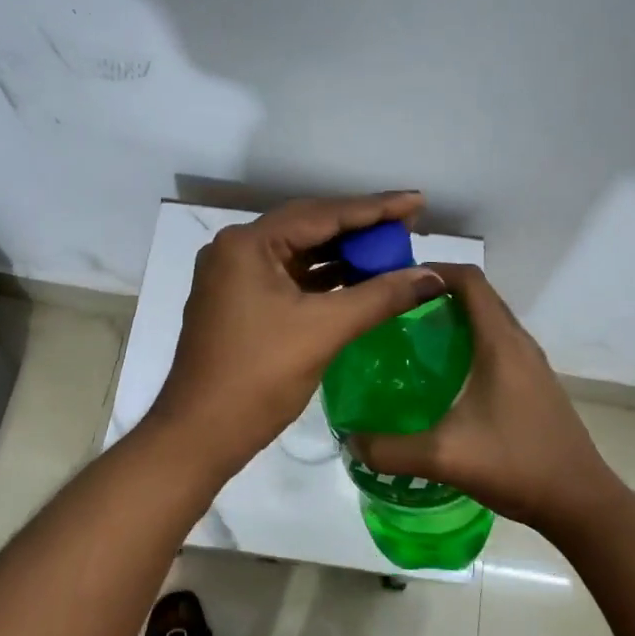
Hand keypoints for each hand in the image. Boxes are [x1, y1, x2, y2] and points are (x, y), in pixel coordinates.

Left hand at [149, 194, 448, 477]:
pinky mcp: (239, 302)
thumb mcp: (324, 330)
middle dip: (361, 228)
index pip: (322, 213)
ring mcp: (234, 276)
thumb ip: (381, 296)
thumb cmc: (258, 377)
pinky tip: (359, 280)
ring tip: (392, 252)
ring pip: (300, 254)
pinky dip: (324, 279)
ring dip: (344, 254)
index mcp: (248, 244)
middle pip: (310, 227)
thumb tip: (434, 276)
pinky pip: (290, 278)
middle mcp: (236, 249)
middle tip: (409, 224)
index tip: (418, 201)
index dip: (375, 208)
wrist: (200, 434)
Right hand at [349, 263, 618, 539]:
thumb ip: (389, 449)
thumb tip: (349, 440)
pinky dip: (468, 344)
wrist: (582, 503)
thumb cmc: (517, 465)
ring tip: (409, 340)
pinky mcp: (534, 384)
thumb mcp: (444, 458)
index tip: (393, 282)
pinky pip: (497, 346)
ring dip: (453, 320)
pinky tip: (443, 379)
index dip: (432, 270)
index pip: (469, 280)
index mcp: (501, 343)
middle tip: (391, 312)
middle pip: (477, 297)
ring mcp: (531, 364)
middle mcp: (519, 343)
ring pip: (488, 322)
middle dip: (435, 294)